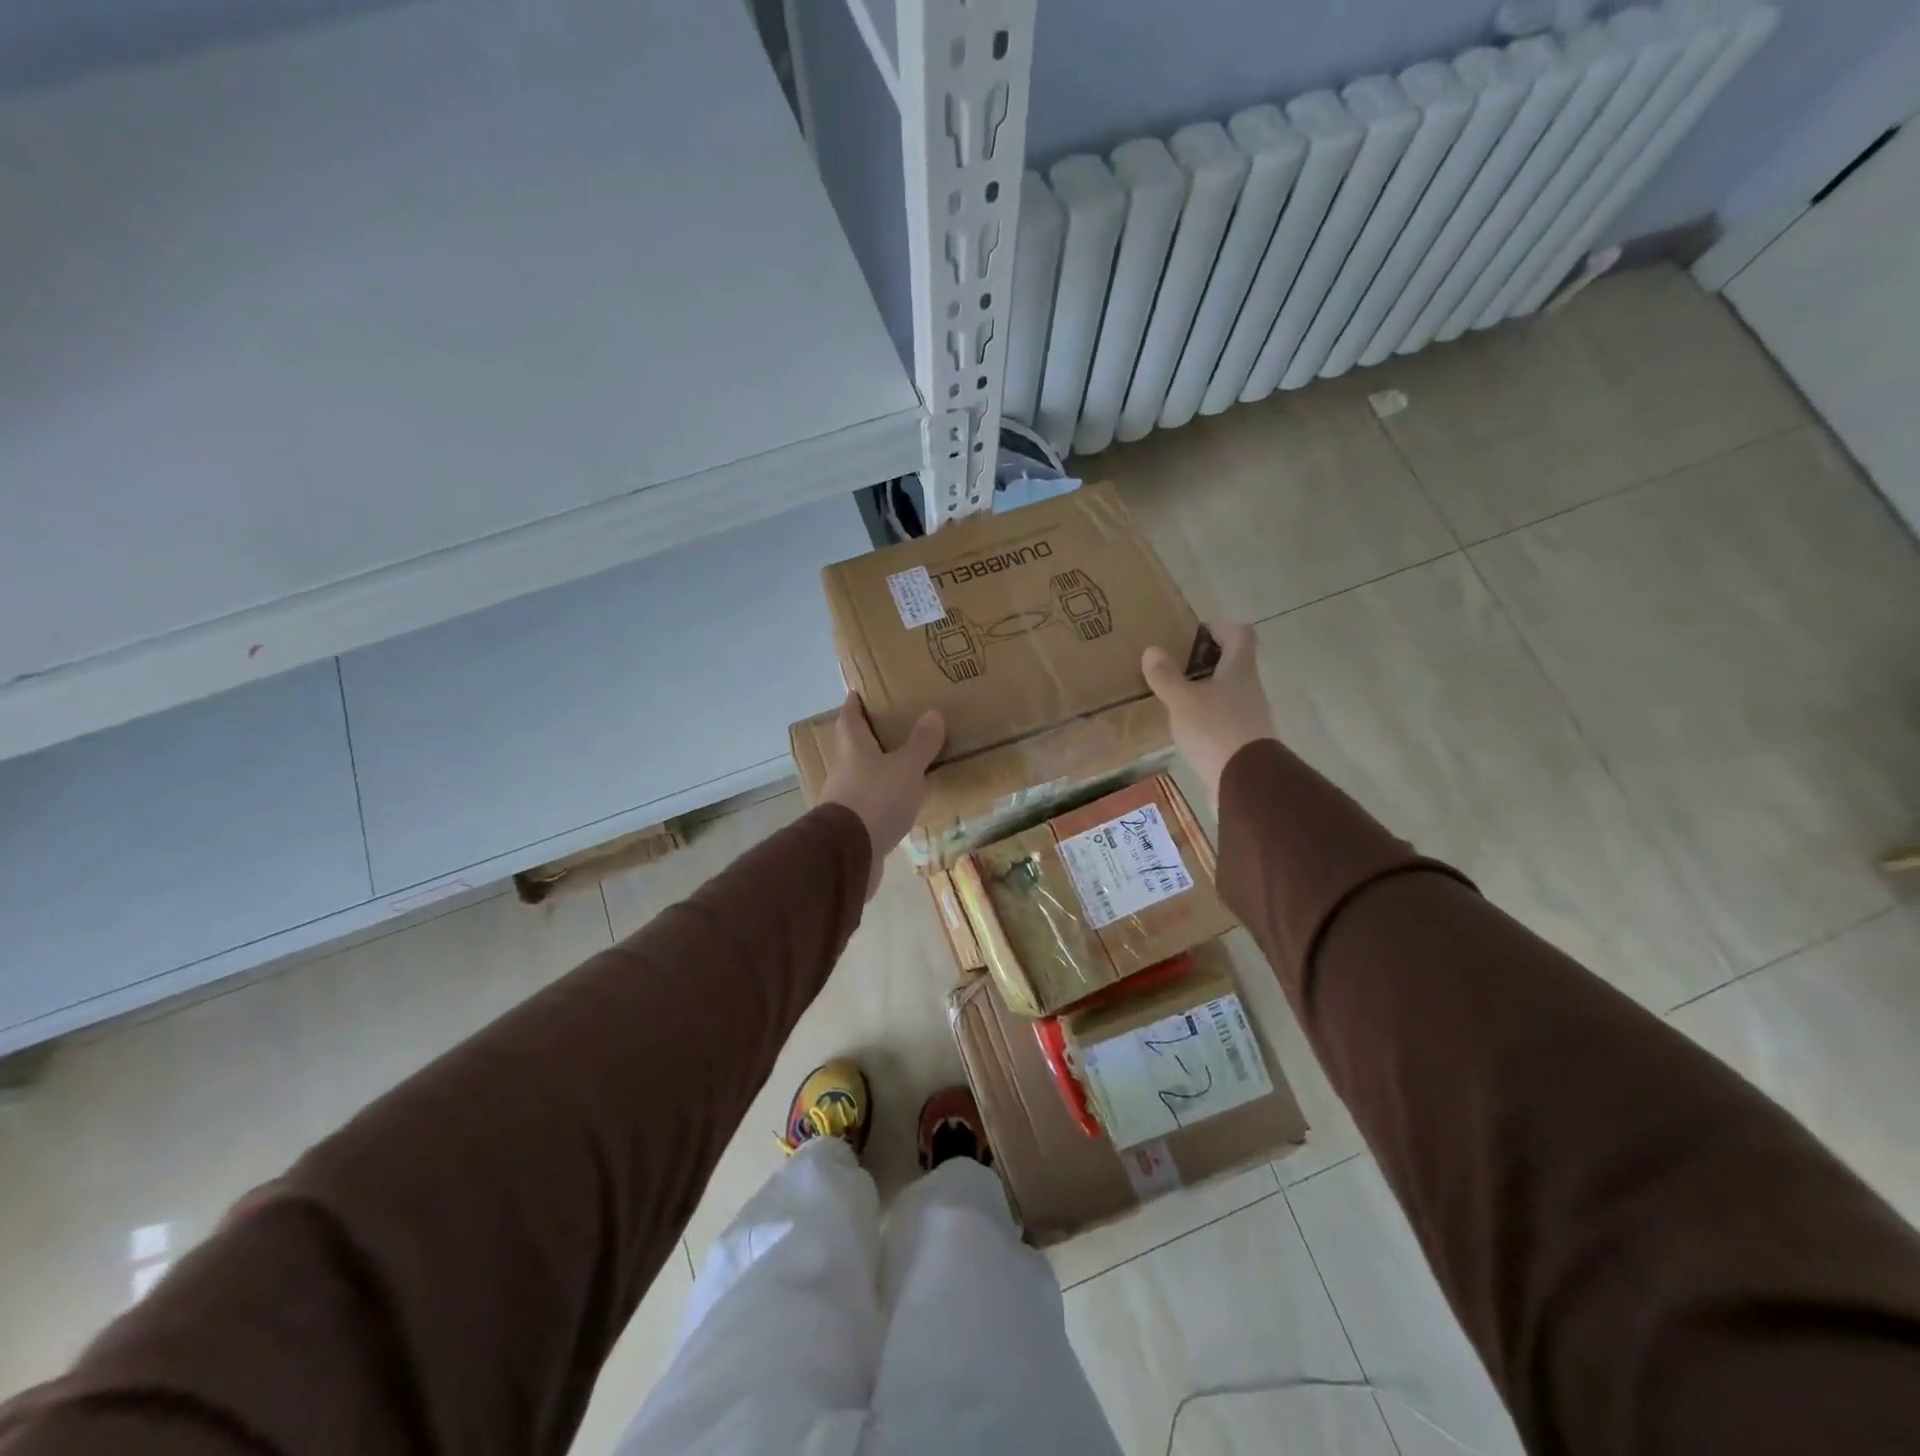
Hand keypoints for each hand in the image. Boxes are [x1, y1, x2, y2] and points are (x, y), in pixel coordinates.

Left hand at [820, 693, 944, 896]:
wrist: (848, 853)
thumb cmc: (876, 799)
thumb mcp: (906, 768)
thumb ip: (920, 744)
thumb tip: (932, 713)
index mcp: (853, 748)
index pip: (850, 718)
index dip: (854, 704)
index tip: (857, 692)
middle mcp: (843, 770)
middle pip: (852, 747)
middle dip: (867, 737)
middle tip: (889, 727)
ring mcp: (843, 800)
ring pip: (860, 777)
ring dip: (876, 771)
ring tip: (900, 766)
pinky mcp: (850, 827)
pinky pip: (868, 805)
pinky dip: (881, 800)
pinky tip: (897, 805)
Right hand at [1142, 623, 1274, 810]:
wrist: (1246, 783)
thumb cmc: (1215, 731)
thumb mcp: (1182, 701)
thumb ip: (1166, 676)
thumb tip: (1152, 650)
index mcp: (1239, 670)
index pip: (1240, 634)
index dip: (1220, 628)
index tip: (1195, 634)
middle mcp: (1250, 688)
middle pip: (1234, 663)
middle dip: (1206, 661)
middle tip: (1176, 666)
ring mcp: (1250, 716)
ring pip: (1228, 692)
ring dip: (1206, 690)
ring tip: (1176, 697)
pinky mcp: (1244, 741)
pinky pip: (1225, 718)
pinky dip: (1207, 717)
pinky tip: (1187, 728)